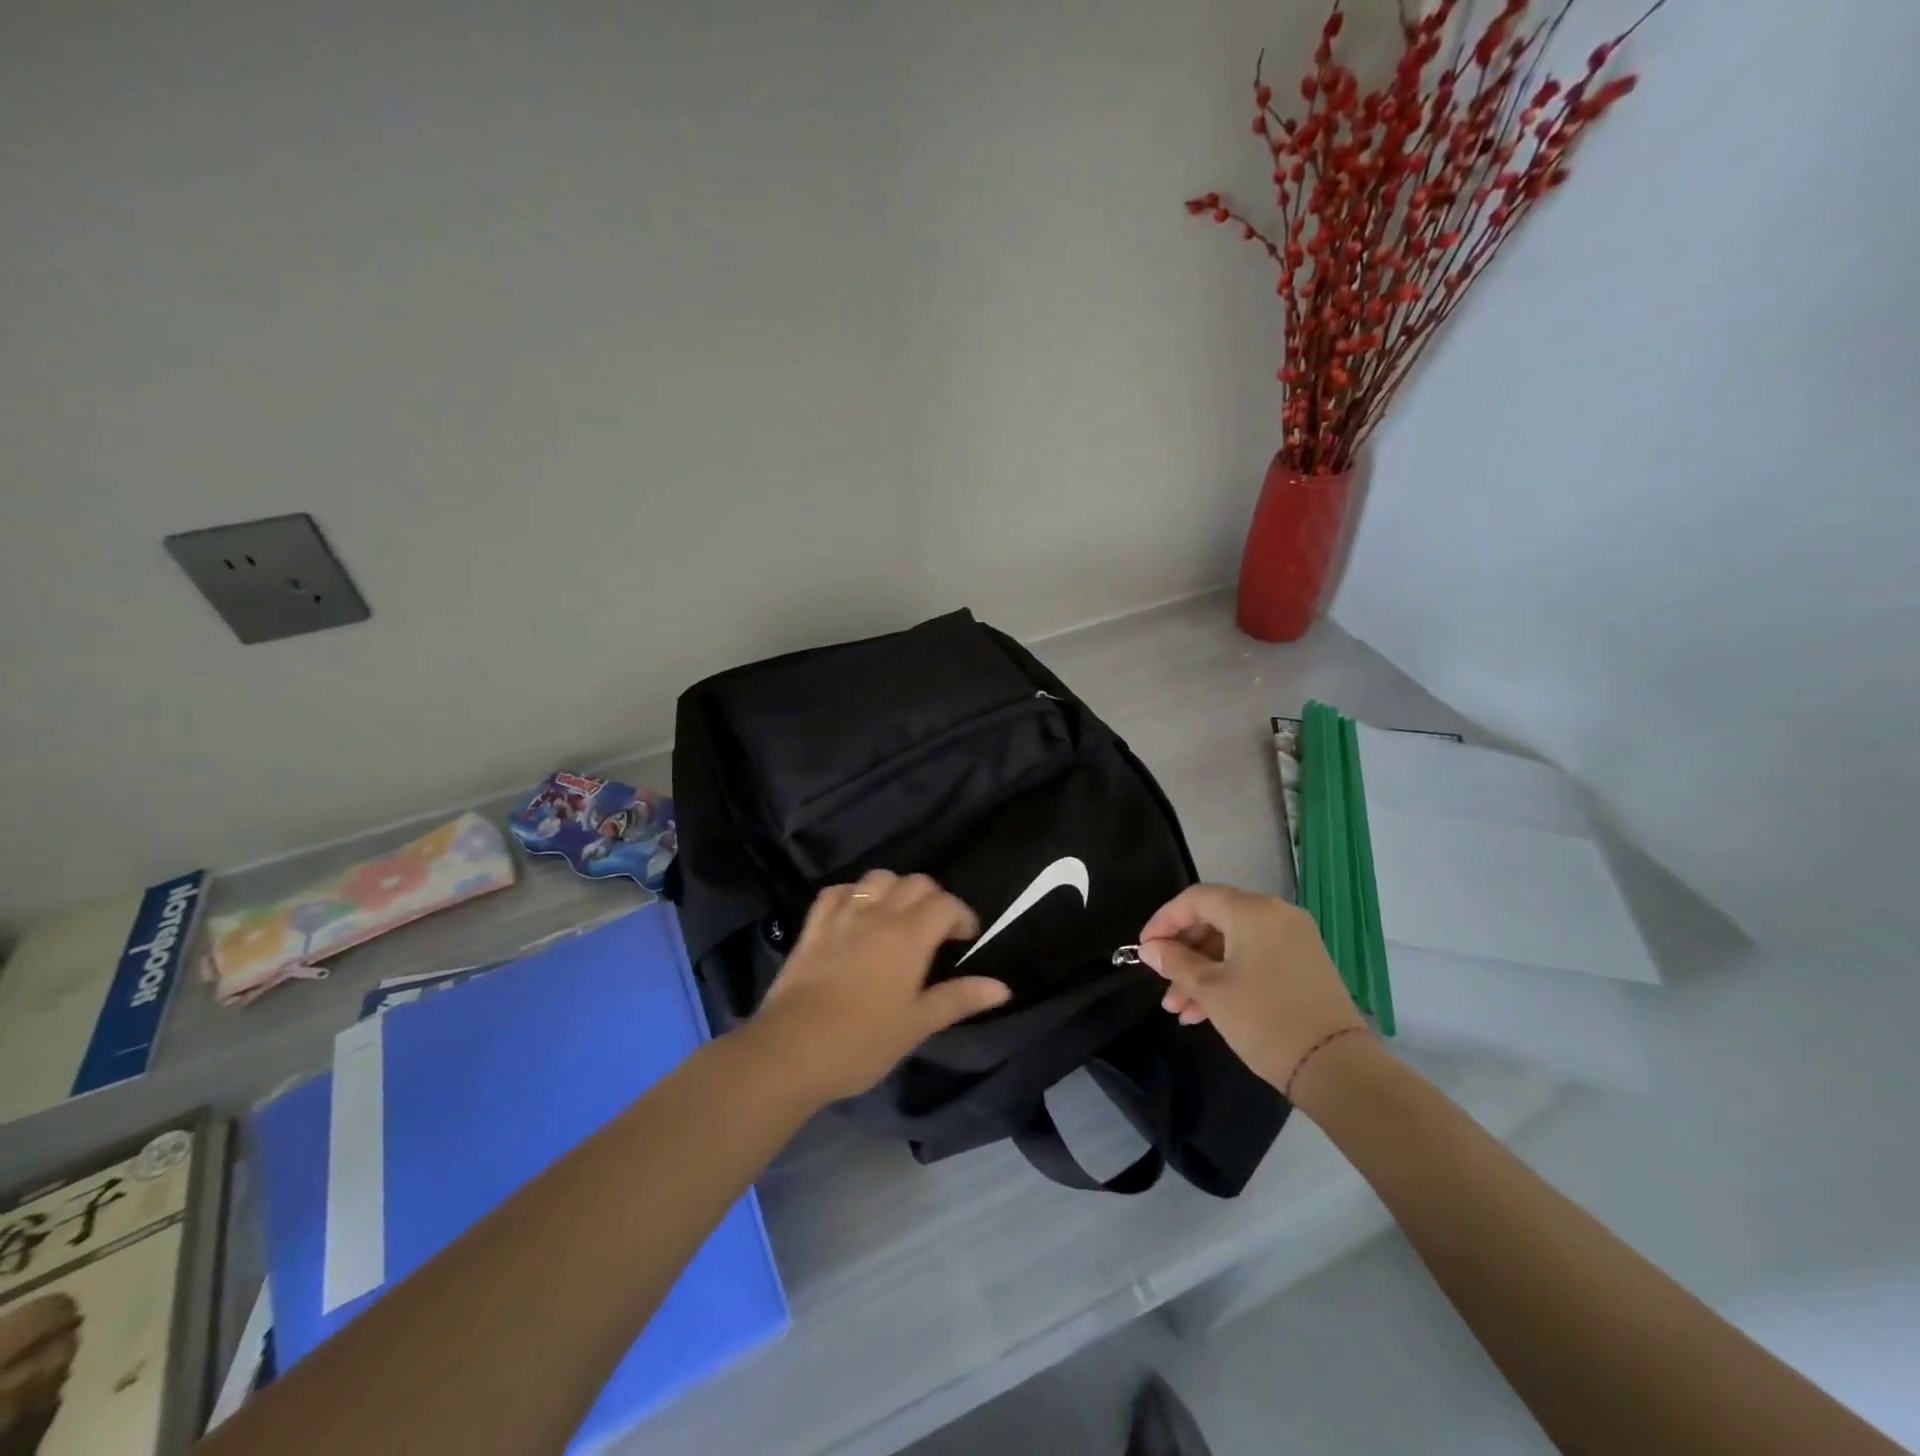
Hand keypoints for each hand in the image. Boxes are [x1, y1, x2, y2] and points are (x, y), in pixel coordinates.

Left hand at [751, 870, 1007, 1104]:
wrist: (790, 1051)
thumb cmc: (862, 1042)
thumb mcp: (917, 1025)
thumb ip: (959, 999)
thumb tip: (1002, 987)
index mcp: (909, 936)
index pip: (946, 903)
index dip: (962, 915)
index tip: (965, 939)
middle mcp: (878, 915)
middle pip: (915, 882)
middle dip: (933, 899)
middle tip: (936, 931)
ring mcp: (842, 916)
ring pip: (877, 878)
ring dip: (895, 889)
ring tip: (898, 917)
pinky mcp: (813, 926)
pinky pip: (837, 891)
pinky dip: (853, 894)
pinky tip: (856, 914)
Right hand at [1137, 884, 1365, 1094]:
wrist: (1337, 1068)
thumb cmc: (1265, 1021)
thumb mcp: (1210, 991)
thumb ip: (1175, 962)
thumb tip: (1149, 948)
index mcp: (1252, 910)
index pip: (1195, 899)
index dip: (1164, 921)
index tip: (1144, 949)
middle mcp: (1276, 913)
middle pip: (1214, 919)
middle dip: (1183, 952)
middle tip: (1162, 982)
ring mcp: (1294, 938)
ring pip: (1233, 943)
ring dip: (1202, 970)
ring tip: (1180, 1008)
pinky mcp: (1304, 962)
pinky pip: (1254, 956)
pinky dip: (1228, 975)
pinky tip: (1206, 1010)